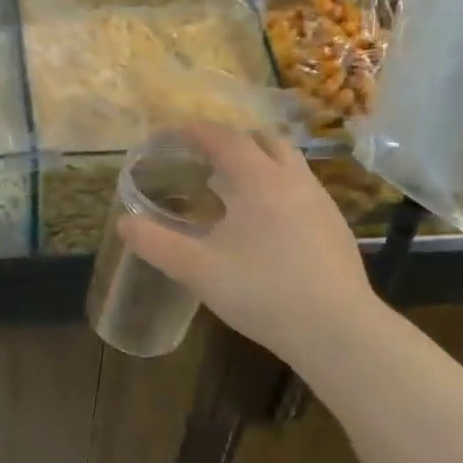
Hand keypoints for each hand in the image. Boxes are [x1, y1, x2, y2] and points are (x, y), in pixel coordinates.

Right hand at [118, 125, 381, 368]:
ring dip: (258, 162)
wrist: (338, 330)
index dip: (196, 131)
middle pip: (263, 140)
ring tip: (232, 188)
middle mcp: (293, 179)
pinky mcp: (335, 226)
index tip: (172, 134)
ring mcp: (321, 201)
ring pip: (288, 162)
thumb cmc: (263, 292)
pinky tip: (265, 223)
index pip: (224, 138)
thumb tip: (124, 222)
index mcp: (258, 180)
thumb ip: (156, 243)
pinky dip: (277, 187)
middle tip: (204, 158)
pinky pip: (301, 188)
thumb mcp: (198, 270)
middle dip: (231, 140)